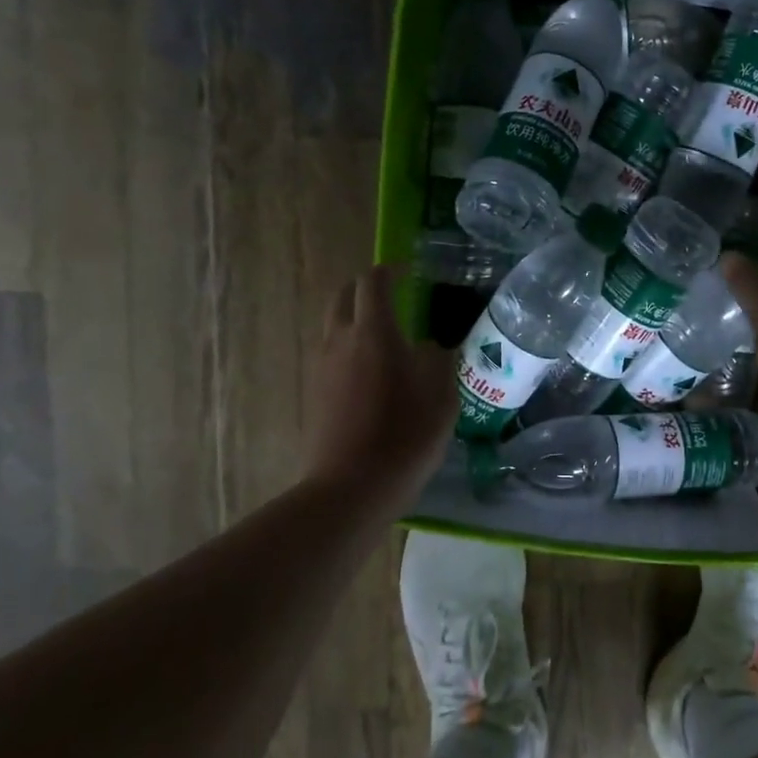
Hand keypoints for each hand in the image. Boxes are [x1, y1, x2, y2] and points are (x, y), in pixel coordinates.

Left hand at [301, 266, 456, 515]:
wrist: (353, 486)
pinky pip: (331, 355)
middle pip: (343, 297)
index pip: (373, 283)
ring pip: (334, 327)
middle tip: (390, 298)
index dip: (390, 271)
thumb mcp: (442, 396)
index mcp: (373, 332)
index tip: (407, 272)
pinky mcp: (315, 392)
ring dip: (355, 320)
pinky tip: (372, 374)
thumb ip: (438, 362)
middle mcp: (340, 340)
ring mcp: (322, 367)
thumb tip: (427, 348)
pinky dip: (349, 349)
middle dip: (365, 290)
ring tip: (384, 338)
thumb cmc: (406, 435)